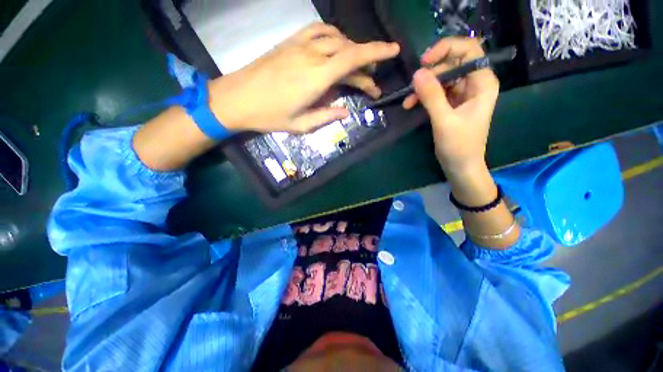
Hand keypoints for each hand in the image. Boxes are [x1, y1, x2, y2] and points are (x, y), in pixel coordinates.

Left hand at [208, 23, 399, 133]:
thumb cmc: (268, 116)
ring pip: (335, 39)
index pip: (353, 58)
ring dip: (351, 51)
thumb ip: (326, 116)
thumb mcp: (301, 125)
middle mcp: (311, 56)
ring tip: (355, 68)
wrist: (236, 98)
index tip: (394, 50)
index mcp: (316, 78)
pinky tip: (335, 48)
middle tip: (371, 84)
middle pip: (348, 52)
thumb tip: (345, 111)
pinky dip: (333, 37)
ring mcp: (299, 45)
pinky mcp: (289, 42)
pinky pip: (317, 31)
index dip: (377, 52)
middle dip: (365, 66)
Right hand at [403, 37, 498, 175]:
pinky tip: (411, 104)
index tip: (424, 62)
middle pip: (452, 64)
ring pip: (442, 78)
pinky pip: (437, 92)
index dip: (446, 49)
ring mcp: (462, 94)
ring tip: (408, 102)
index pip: (469, 50)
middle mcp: (474, 84)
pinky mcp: (452, 104)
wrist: (461, 166)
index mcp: (482, 83)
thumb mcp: (444, 121)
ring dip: (423, 87)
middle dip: (430, 74)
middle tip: (412, 88)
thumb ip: (432, 97)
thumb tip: (417, 73)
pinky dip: (424, 96)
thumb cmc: (459, 146)